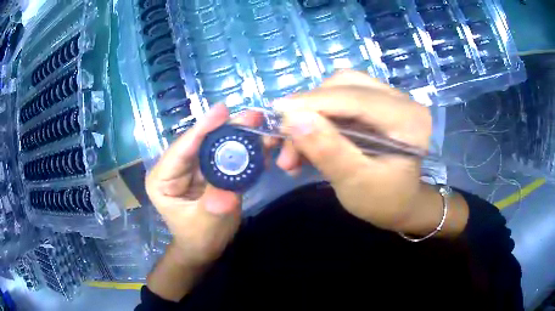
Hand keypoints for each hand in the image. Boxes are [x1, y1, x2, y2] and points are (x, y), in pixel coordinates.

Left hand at [145, 104, 257, 266]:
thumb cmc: (199, 238)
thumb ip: (215, 205)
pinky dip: (242, 148)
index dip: (203, 128)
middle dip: (226, 127)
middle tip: (253, 117)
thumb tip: (230, 186)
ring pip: (214, 144)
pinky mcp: (207, 169)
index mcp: (162, 178)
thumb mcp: (206, 225)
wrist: (205, 248)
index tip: (223, 110)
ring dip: (237, 134)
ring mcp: (192, 167)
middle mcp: (175, 167)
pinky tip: (259, 143)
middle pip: (200, 141)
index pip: (182, 149)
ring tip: (259, 125)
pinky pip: (224, 154)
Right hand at [272, 70, 432, 231]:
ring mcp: (388, 98)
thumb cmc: (384, 201)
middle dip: (309, 109)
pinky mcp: (375, 103)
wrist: (400, 204)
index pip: (356, 98)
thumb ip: (328, 151)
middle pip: (344, 85)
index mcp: (408, 118)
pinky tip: (305, 142)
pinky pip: (340, 98)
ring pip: (338, 89)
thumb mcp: (356, 183)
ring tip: (292, 148)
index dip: (313, 102)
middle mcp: (401, 99)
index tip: (277, 112)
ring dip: (310, 112)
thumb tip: (293, 118)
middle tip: (283, 138)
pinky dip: (318, 117)